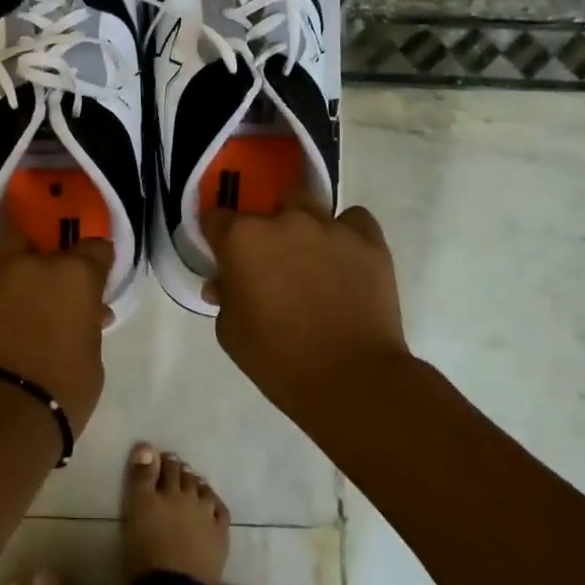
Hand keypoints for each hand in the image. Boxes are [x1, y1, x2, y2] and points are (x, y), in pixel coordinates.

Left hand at [0, 212, 112, 432]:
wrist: (0, 418)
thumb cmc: (60, 395)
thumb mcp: (92, 361)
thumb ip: (87, 327)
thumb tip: (87, 314)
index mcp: (75, 277)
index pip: (96, 249)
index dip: (97, 263)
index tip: (96, 279)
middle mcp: (33, 263)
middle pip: (46, 240)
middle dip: (50, 258)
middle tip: (50, 290)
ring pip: (4, 239)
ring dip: (12, 254)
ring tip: (12, 277)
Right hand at [203, 190, 408, 410]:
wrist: (351, 379)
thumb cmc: (277, 359)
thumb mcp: (230, 332)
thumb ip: (225, 297)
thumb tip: (225, 283)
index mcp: (242, 239)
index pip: (216, 219)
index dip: (217, 237)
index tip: (222, 255)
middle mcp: (284, 221)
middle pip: (265, 206)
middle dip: (263, 228)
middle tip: (269, 262)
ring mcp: (330, 227)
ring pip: (308, 205)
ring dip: (302, 225)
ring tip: (309, 257)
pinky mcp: (369, 241)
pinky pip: (354, 220)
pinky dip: (346, 232)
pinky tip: (345, 257)